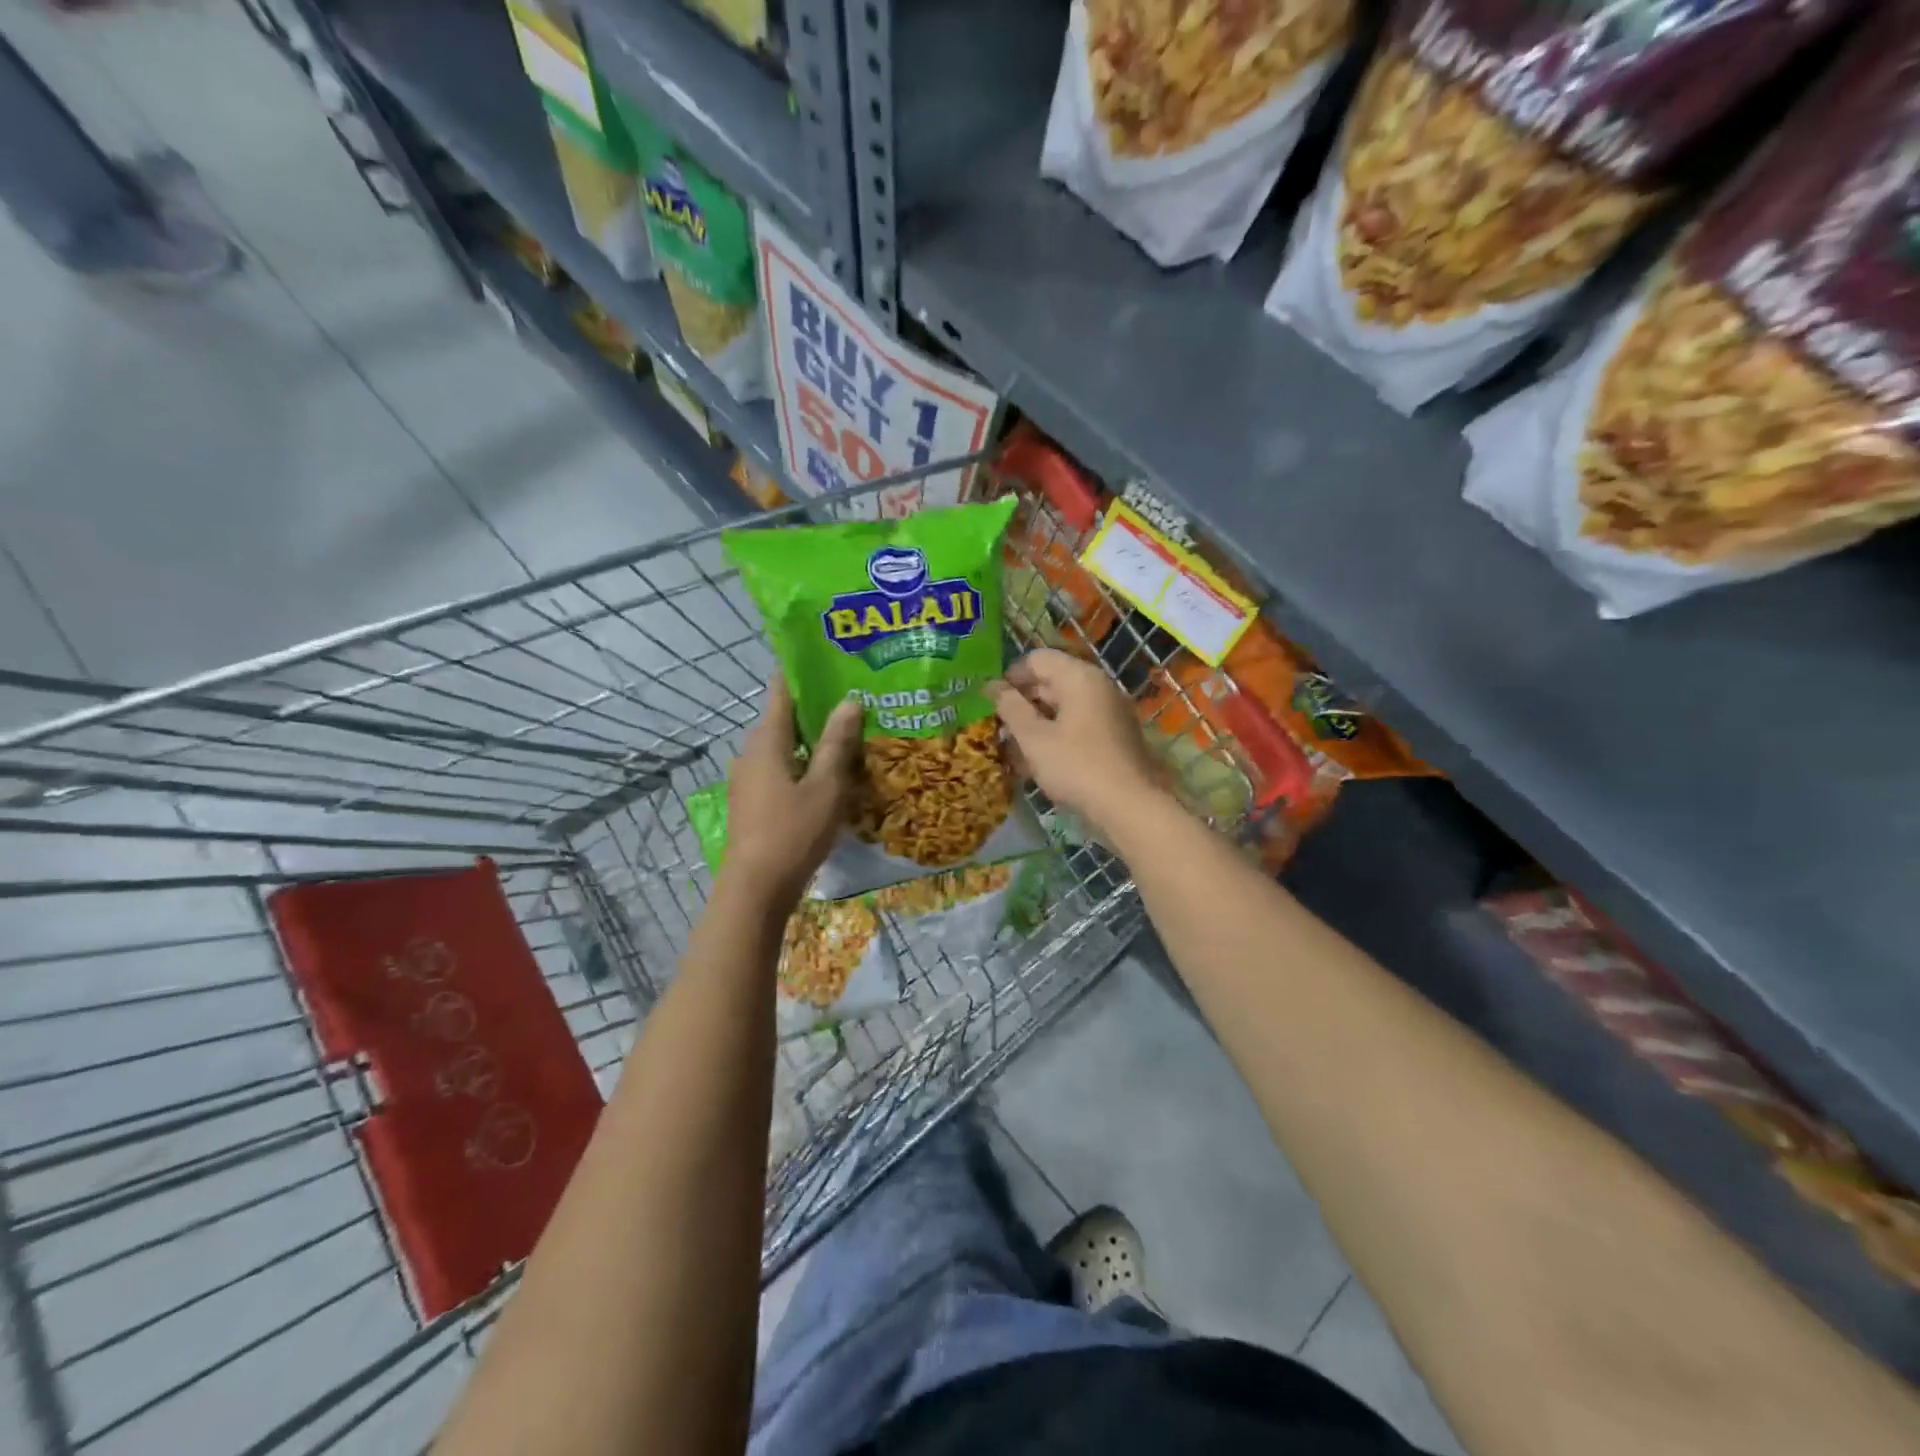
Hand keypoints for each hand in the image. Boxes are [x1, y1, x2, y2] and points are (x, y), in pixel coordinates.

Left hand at [722, 675, 862, 903]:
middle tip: (856, 699)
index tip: (833, 662)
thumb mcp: (825, 787)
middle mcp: (751, 752)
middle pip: (785, 718)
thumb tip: (849, 701)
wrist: (755, 889)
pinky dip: (805, 763)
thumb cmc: (792, 832)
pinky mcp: (753, 801)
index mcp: (766, 740)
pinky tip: (831, 775)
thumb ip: (837, 743)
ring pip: (785, 746)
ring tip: (851, 735)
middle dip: (817, 708)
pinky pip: (782, 769)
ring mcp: (749, 778)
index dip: (804, 672)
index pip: (781, 690)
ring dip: (813, 740)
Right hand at [986, 648, 1165, 838]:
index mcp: (1079, 677)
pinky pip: (1078, 725)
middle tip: (999, 729)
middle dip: (1022, 703)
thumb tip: (992, 686)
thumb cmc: (1076, 766)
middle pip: (1051, 681)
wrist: (1129, 807)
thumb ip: (1011, 708)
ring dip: (1036, 723)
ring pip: (1063, 707)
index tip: (991, 703)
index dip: (1010, 677)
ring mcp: (1110, 711)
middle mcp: (1098, 686)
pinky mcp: (1114, 735)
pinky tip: (1038, 762)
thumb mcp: (1034, 738)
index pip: (1037, 659)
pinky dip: (1056, 736)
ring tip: (1014, 750)